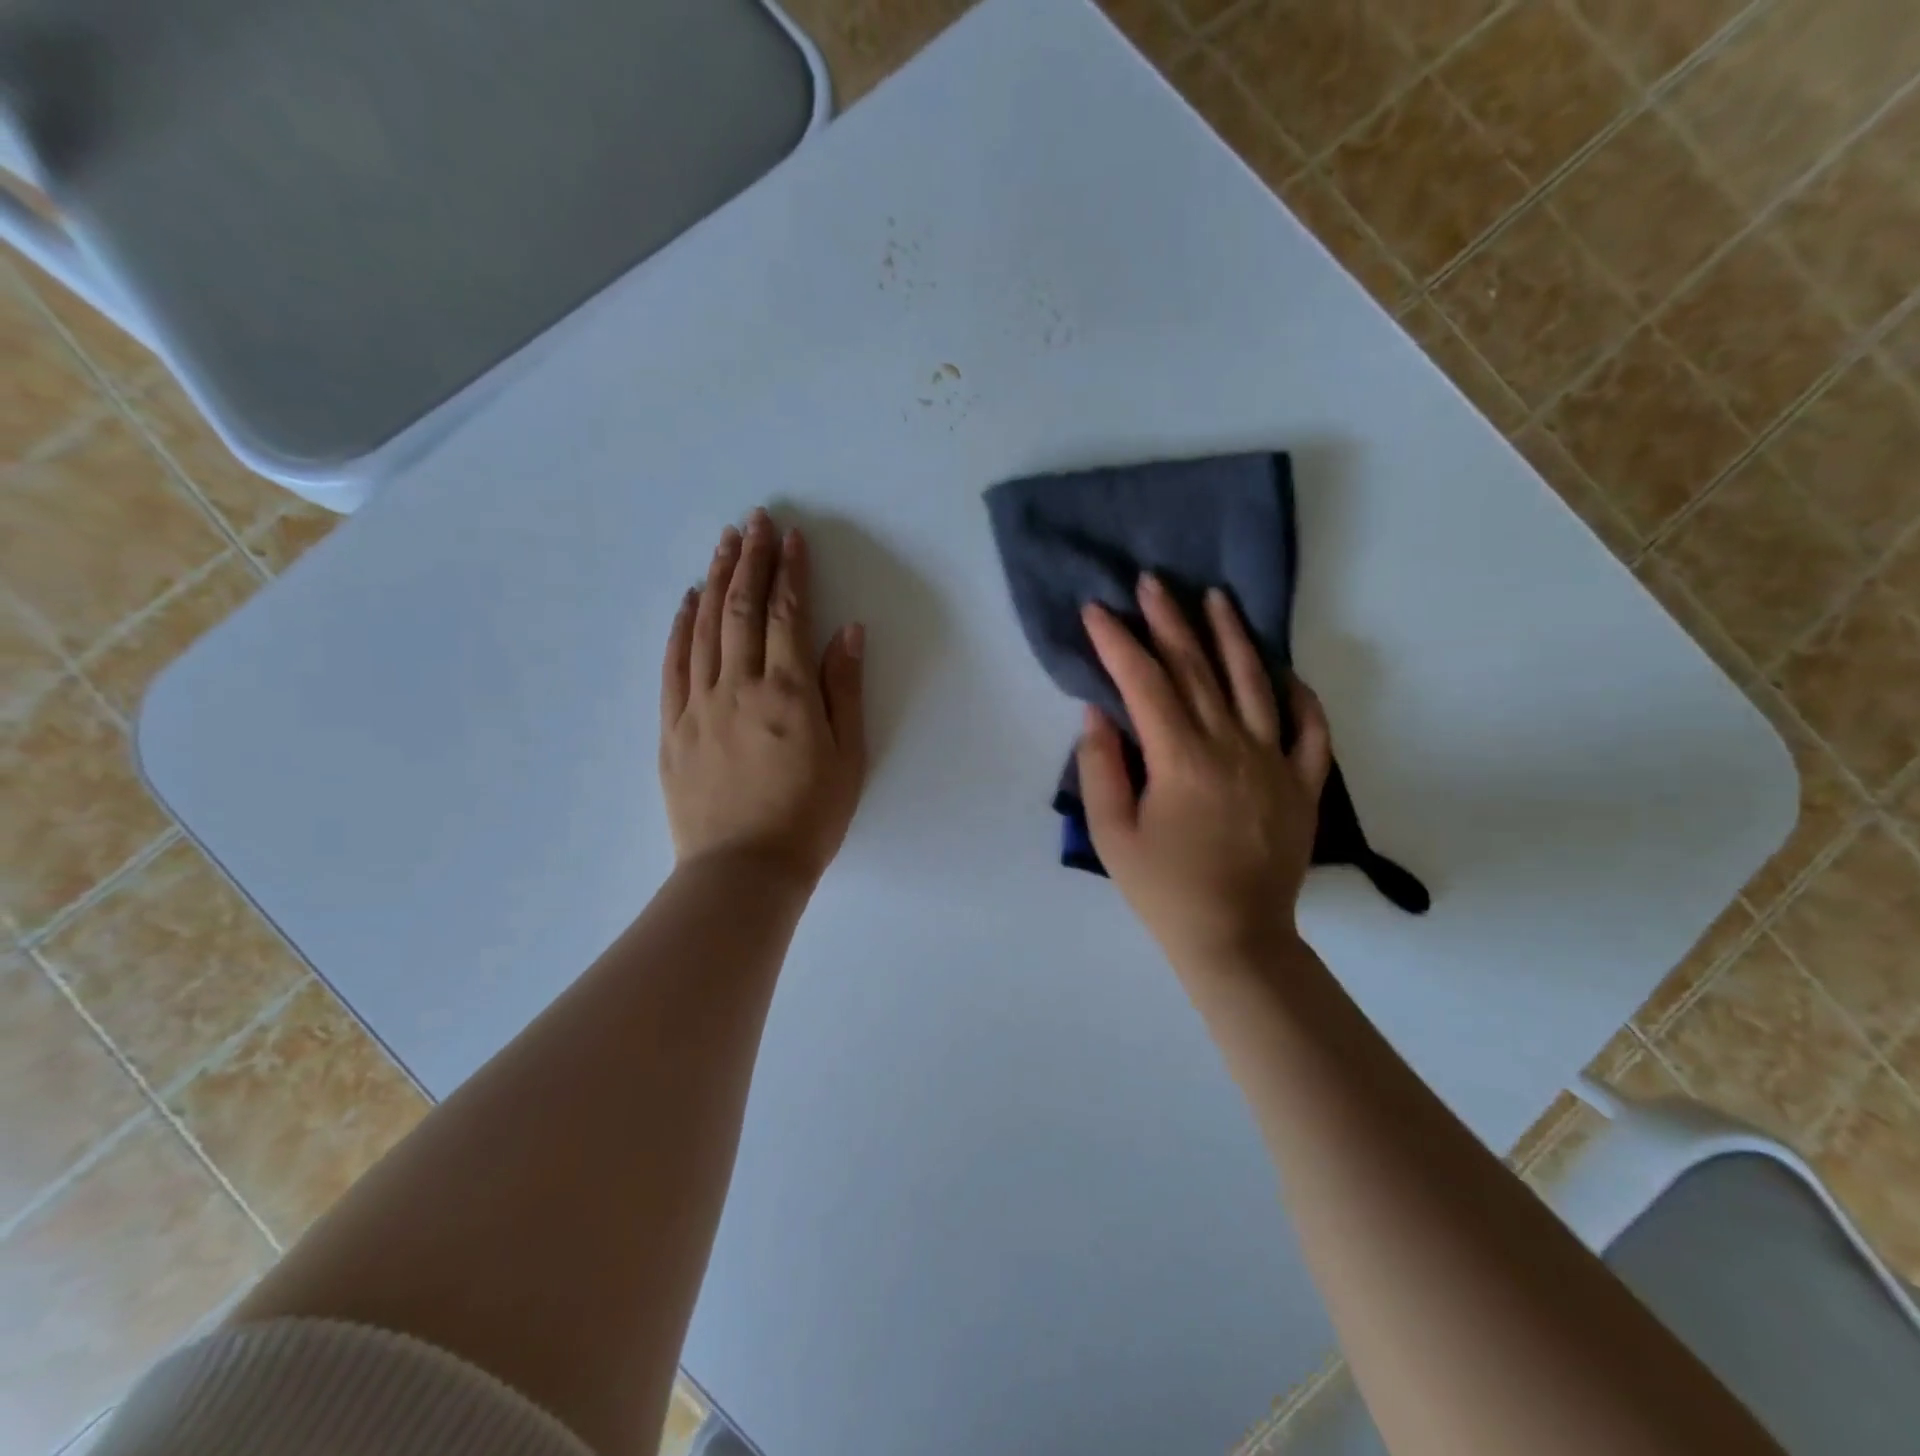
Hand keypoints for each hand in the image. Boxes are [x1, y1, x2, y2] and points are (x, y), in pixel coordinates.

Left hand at [660, 509, 866, 888]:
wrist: (743, 872)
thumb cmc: (809, 818)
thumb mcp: (848, 757)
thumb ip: (844, 690)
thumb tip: (846, 632)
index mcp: (787, 694)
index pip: (787, 616)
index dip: (790, 572)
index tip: (793, 537)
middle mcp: (738, 687)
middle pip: (741, 609)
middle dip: (750, 560)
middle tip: (755, 521)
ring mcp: (698, 705)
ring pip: (704, 628)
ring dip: (715, 580)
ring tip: (724, 544)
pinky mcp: (672, 727)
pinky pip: (673, 664)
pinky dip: (680, 626)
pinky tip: (687, 601)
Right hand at [1077, 576, 1330, 976]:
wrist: (1235, 938)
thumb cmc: (1163, 890)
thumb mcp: (1111, 834)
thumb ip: (1101, 767)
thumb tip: (1099, 712)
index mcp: (1181, 759)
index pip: (1144, 683)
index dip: (1118, 642)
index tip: (1097, 611)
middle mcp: (1232, 746)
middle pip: (1198, 669)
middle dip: (1170, 621)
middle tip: (1153, 581)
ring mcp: (1275, 761)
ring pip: (1254, 683)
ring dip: (1232, 636)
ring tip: (1216, 598)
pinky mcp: (1303, 783)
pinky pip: (1309, 729)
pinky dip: (1299, 695)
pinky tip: (1285, 672)